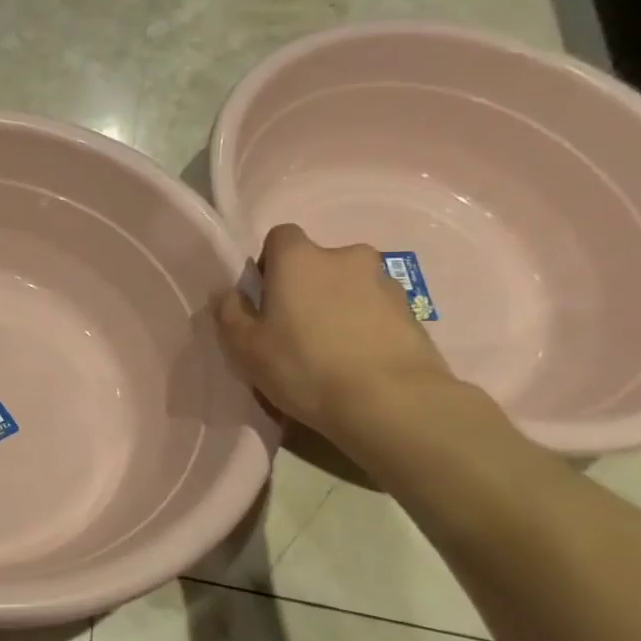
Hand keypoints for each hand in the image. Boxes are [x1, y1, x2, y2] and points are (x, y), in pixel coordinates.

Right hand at [214, 223, 453, 436]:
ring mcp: (384, 283)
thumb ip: (230, 312)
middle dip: (306, 286)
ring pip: (350, 286)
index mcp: (299, 258)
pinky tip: (358, 362)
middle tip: (295, 328)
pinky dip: (365, 326)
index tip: (266, 298)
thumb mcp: (245, 346)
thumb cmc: (304, 366)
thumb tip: (226, 291)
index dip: (270, 263)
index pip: (280, 237)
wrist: (392, 403)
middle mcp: (345, 257)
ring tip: (331, 350)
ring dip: (338, 305)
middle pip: (318, 262)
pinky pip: (376, 310)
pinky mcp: (413, 313)